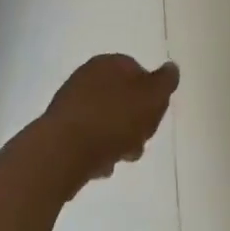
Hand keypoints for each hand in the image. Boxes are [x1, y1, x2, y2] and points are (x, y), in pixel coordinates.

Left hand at [32, 55, 179, 190]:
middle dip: (135, 122)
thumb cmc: (112, 120)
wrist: (60, 154)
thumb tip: (171, 68)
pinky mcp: (58, 132)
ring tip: (121, 158)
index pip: (139, 73)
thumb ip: (165, 82)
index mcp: (109, 63)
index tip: (155, 117)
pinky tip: (101, 167)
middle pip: (122, 99)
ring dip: (117, 139)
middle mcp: (87, 77)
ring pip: (105, 121)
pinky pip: (87, 139)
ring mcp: (70, 105)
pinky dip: (96, 151)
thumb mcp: (152, 97)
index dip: (151, 97)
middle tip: (140, 141)